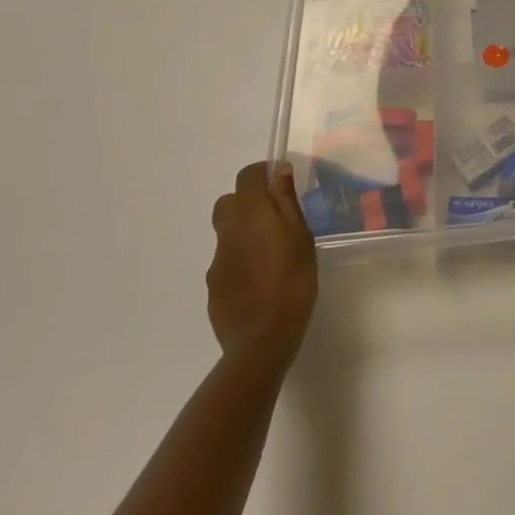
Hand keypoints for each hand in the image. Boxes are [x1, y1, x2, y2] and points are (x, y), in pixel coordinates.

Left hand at [207, 162, 317, 361]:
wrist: (260, 343)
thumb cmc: (292, 283)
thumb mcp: (301, 238)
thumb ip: (287, 202)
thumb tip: (279, 171)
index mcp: (250, 216)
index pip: (246, 177)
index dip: (262, 174)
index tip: (281, 184)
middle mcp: (227, 233)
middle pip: (229, 202)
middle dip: (248, 202)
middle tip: (274, 218)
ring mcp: (216, 262)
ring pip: (227, 233)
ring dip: (244, 233)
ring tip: (271, 256)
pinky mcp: (213, 287)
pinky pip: (226, 261)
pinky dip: (240, 261)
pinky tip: (259, 281)